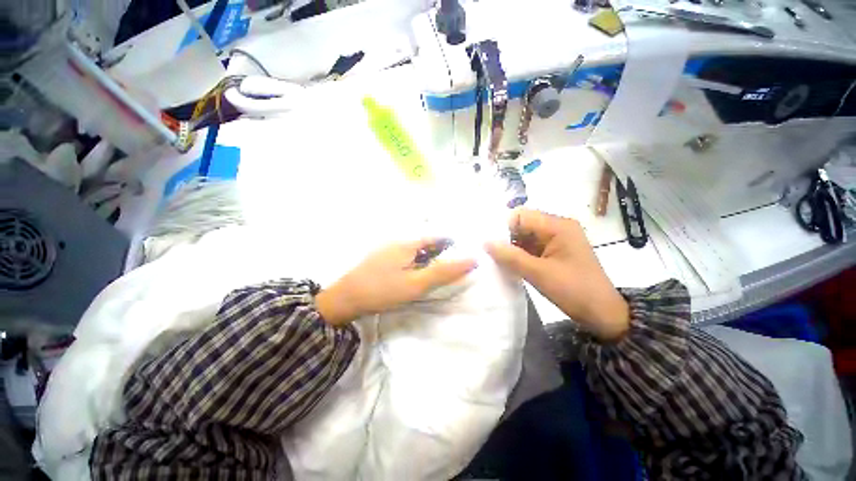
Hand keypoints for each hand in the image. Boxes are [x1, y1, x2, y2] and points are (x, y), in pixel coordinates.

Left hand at [315, 240, 476, 324]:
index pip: (436, 237)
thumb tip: (472, 259)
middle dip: (439, 251)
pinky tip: (413, 274)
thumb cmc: (383, 290)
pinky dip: (414, 262)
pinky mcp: (381, 259)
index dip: (451, 244)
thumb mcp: (417, 283)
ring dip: (427, 257)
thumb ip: (444, 271)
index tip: (461, 255)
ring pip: (415, 249)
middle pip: (426, 242)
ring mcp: (387, 249)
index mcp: (408, 243)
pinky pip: (404, 256)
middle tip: (448, 267)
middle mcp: (398, 241)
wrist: (345, 299)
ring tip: (433, 272)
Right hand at [486, 208, 629, 341]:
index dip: (503, 227)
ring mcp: (556, 240)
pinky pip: (530, 247)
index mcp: (558, 226)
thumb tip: (485, 242)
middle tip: (490, 253)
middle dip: (505, 238)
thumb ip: (510, 256)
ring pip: (525, 236)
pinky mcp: (554, 251)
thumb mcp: (539, 273)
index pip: (521, 215)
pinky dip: (519, 254)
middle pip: (522, 224)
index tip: (489, 244)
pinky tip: (509, 265)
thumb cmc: (574, 291)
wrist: (602, 314)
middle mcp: (557, 227)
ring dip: (511, 247)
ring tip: (496, 260)